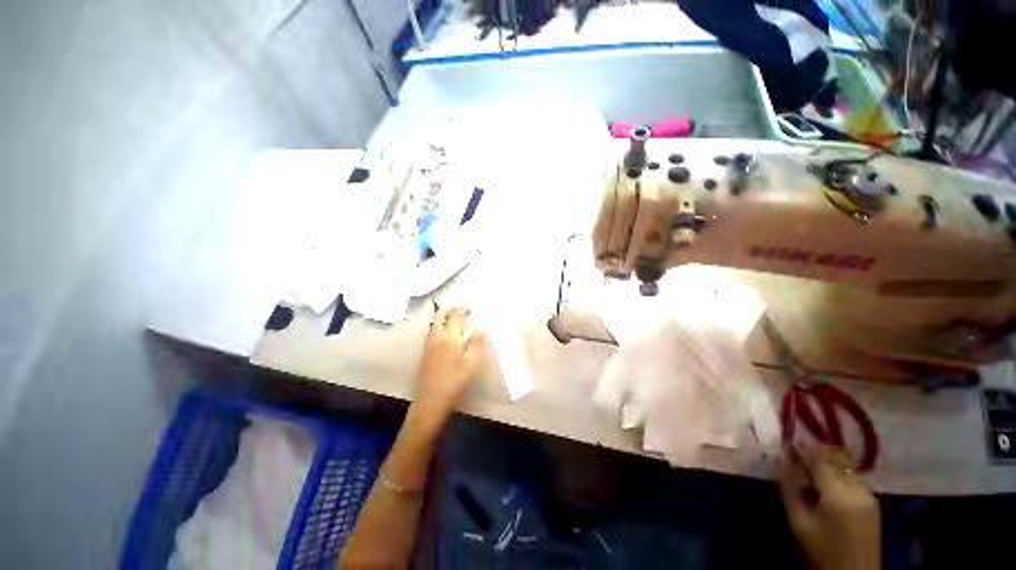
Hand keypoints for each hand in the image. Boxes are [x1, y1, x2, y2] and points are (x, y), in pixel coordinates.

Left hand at [408, 306, 485, 432]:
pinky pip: (432, 331)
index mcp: (450, 338)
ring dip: (444, 316)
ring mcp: (428, 344)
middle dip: (451, 308)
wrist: (430, 401)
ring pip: (434, 322)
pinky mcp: (425, 352)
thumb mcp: (471, 364)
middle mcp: (437, 337)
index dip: (463, 310)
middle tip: (462, 310)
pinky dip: (439, 325)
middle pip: (440, 315)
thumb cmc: (455, 382)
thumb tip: (481, 330)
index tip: (472, 309)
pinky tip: (447, 333)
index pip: (456, 316)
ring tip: (455, 318)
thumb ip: (477, 344)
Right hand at [777, 446, 881, 569]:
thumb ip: (789, 486)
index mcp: (838, 494)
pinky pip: (853, 476)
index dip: (800, 449)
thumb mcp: (798, 519)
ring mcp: (870, 493)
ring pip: (845, 465)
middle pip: (835, 457)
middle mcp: (858, 488)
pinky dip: (837, 473)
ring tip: (810, 473)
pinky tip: (826, 485)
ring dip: (827, 462)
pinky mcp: (874, 500)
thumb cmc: (820, 549)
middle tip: (795, 459)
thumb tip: (780, 456)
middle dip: (814, 454)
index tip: (784, 446)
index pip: (818, 458)